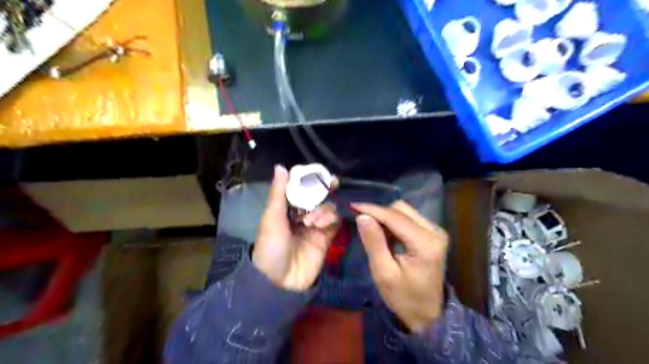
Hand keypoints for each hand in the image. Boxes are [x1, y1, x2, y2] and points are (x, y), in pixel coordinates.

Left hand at [252, 167, 340, 291]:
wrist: (279, 280)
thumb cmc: (270, 246)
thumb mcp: (271, 218)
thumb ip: (279, 193)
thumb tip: (281, 166)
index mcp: (286, 208)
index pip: (301, 187)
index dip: (310, 179)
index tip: (319, 172)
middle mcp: (302, 214)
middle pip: (318, 195)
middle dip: (324, 188)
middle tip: (333, 182)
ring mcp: (315, 225)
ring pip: (328, 207)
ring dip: (323, 209)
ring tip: (311, 221)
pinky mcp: (326, 237)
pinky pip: (334, 221)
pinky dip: (330, 218)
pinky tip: (320, 225)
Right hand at [353, 200, 449, 333]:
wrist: (427, 314)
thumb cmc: (403, 297)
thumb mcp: (383, 273)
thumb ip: (373, 242)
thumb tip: (362, 216)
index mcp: (425, 243)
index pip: (394, 217)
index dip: (372, 209)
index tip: (351, 206)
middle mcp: (434, 231)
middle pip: (401, 209)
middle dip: (379, 213)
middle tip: (360, 221)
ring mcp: (436, 231)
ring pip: (405, 211)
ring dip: (386, 217)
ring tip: (372, 229)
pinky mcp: (433, 233)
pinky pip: (409, 218)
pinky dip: (393, 222)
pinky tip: (384, 233)